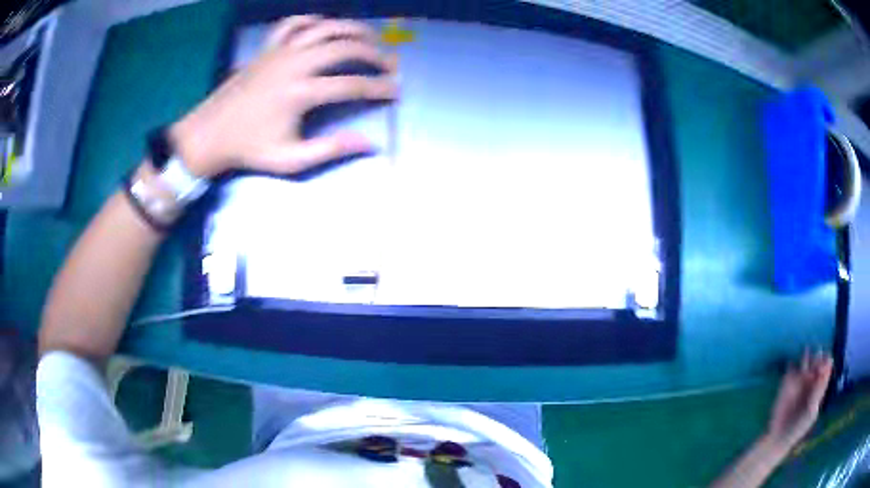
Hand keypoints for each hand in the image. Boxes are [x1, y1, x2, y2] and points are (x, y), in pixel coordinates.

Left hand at [170, 15, 397, 177]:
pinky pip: (293, 23)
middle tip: (389, 63)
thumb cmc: (248, 149)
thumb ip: (330, 150)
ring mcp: (279, 51)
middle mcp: (294, 64)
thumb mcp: (290, 160)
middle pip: (344, 47)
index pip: (352, 85)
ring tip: (370, 37)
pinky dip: (312, 20)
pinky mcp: (267, 48)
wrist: (209, 134)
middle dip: (374, 54)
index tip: (396, 90)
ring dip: (352, 29)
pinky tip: (324, 25)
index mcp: (300, 93)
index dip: (379, 87)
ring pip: (325, 27)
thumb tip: (370, 144)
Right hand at [765, 350, 832, 451]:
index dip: (826, 362)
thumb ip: (818, 392)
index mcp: (819, 386)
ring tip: (806, 351)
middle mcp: (811, 380)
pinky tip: (792, 368)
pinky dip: (791, 366)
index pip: (827, 367)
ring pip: (805, 360)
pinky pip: (790, 368)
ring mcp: (799, 381)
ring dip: (806, 355)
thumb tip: (826, 369)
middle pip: (818, 360)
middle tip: (816, 360)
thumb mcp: (811, 412)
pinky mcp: (787, 383)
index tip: (822, 366)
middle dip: (818, 356)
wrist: (779, 438)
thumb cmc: (798, 427)